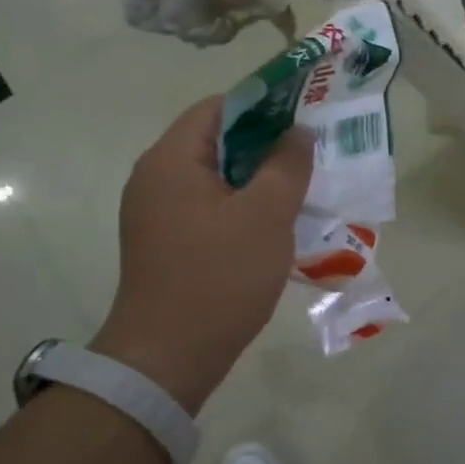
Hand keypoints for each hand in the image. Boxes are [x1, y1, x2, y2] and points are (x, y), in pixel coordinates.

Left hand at [90, 97, 311, 412]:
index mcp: (171, 160)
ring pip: (215, 179)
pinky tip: (274, 226)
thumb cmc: (219, 276)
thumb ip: (287, 165)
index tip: (304, 117)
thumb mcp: (266, 215)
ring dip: (256, 179)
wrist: (168, 358)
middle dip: (265, 144)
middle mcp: (155, 178)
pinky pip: (208, 209)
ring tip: (300, 189)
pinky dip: (241, 207)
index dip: (263, 105)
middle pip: (215, 142)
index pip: (217, 108)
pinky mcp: (165, 244)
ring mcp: (156, 214)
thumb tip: (299, 132)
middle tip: (310, 155)